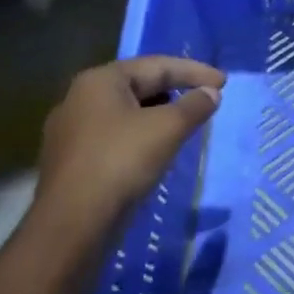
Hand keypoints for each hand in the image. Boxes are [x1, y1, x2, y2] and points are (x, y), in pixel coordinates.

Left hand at [35, 56, 224, 227]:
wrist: (70, 227)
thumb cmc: (120, 163)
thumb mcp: (167, 129)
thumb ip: (194, 106)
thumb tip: (211, 93)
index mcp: (100, 80)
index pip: (157, 66)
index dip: (194, 72)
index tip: (223, 82)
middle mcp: (79, 99)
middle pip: (138, 86)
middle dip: (175, 90)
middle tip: (205, 98)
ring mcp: (70, 132)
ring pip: (125, 113)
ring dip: (158, 115)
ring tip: (184, 124)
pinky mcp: (70, 162)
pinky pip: (113, 137)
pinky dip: (139, 137)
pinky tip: (155, 151)